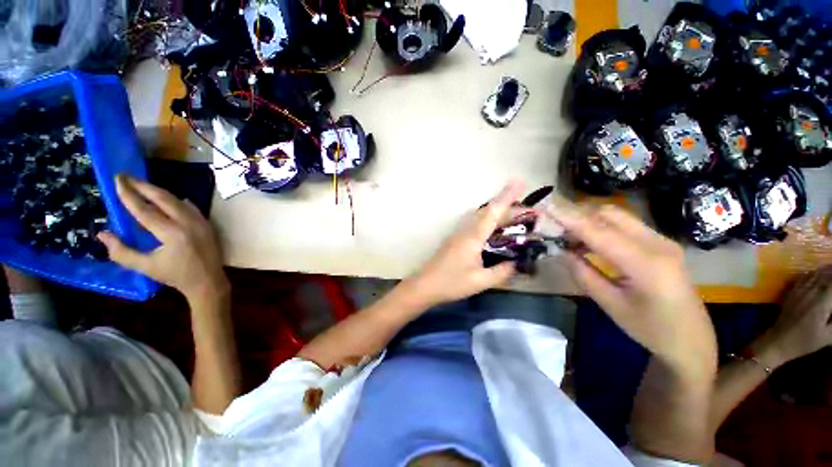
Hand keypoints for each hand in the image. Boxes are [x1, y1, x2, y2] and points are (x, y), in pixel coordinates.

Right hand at [98, 175, 228, 299]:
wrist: (209, 280)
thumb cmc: (176, 276)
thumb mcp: (145, 267)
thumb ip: (121, 251)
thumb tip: (101, 233)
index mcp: (172, 233)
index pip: (145, 209)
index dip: (129, 194)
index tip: (117, 180)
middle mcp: (188, 222)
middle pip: (163, 198)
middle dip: (143, 186)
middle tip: (126, 176)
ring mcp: (200, 221)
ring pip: (177, 200)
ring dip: (158, 191)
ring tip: (141, 185)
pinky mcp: (207, 223)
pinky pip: (189, 207)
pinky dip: (175, 200)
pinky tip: (166, 198)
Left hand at [405, 181, 526, 307]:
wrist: (425, 285)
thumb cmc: (452, 283)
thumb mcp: (480, 281)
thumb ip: (502, 271)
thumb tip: (517, 263)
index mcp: (472, 237)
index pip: (492, 212)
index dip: (506, 197)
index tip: (519, 182)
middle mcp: (465, 231)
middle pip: (488, 212)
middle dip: (508, 207)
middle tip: (529, 211)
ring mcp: (459, 234)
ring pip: (481, 217)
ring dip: (498, 213)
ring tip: (516, 217)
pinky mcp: (456, 240)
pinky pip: (476, 225)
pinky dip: (489, 222)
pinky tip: (495, 231)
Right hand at [546, 202, 715, 372]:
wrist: (692, 339)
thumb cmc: (650, 329)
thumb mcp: (611, 305)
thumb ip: (583, 274)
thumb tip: (562, 250)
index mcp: (646, 264)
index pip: (599, 232)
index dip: (570, 218)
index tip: (546, 206)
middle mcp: (657, 244)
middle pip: (610, 214)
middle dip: (578, 215)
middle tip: (555, 229)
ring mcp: (662, 241)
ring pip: (617, 217)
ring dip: (589, 221)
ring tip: (569, 238)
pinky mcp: (660, 243)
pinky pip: (625, 226)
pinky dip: (601, 228)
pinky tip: (589, 243)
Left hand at [753, 266, 831, 366]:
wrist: (779, 341)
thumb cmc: (805, 341)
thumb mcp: (828, 335)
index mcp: (822, 301)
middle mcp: (811, 291)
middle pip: (826, 275)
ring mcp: (799, 291)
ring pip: (815, 274)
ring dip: (826, 270)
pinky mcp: (791, 293)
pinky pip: (804, 278)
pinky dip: (814, 273)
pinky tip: (819, 273)